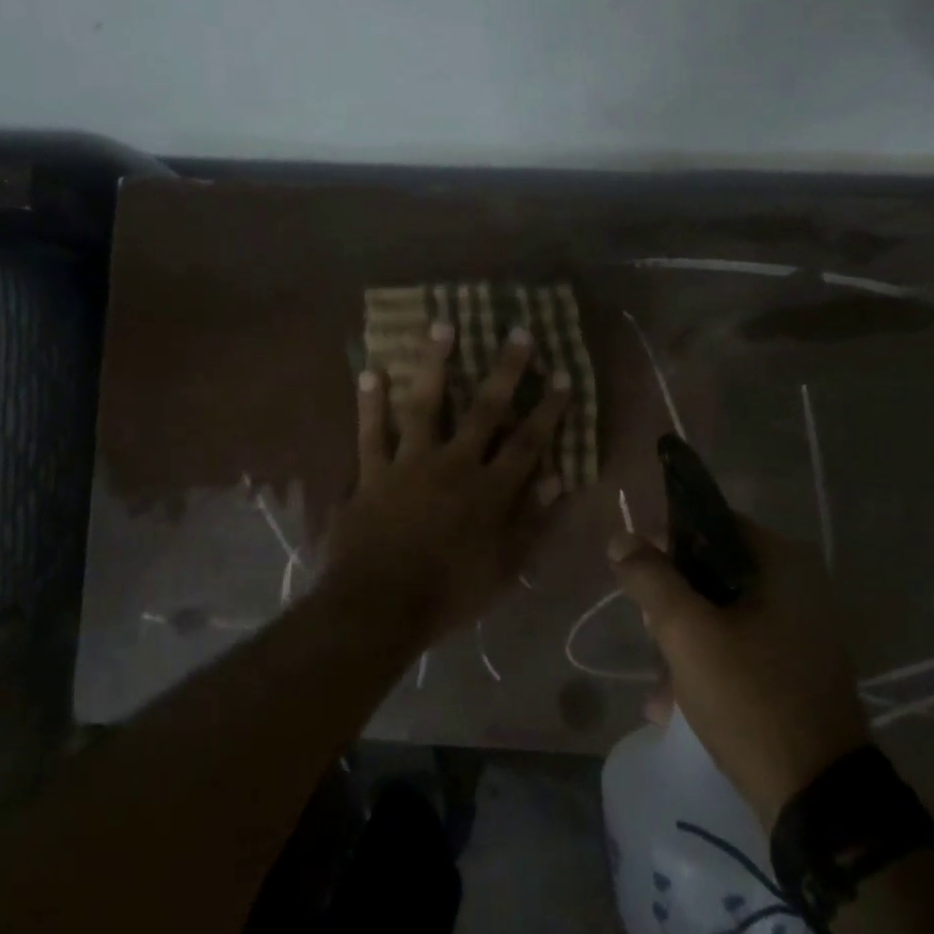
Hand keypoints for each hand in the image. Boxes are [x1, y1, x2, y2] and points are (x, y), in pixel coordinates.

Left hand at [326, 321, 570, 640]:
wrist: (379, 608)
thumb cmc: (449, 594)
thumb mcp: (504, 568)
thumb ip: (532, 521)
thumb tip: (558, 478)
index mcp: (489, 490)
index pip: (528, 442)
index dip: (548, 408)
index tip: (563, 375)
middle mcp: (454, 465)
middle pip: (484, 410)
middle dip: (505, 371)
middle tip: (519, 333)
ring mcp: (409, 465)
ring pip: (425, 405)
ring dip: (433, 364)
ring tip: (442, 326)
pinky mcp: (372, 473)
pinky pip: (370, 433)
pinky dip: (370, 404)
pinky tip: (370, 372)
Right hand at [610, 520, 870, 828]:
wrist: (817, 799)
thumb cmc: (750, 698)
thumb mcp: (687, 633)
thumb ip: (650, 578)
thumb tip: (622, 538)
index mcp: (781, 565)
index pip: (712, 524)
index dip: (667, 541)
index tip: (636, 572)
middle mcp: (798, 590)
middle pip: (714, 574)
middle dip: (673, 605)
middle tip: (650, 634)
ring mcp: (800, 635)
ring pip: (722, 617)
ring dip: (683, 643)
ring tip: (658, 687)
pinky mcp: (795, 674)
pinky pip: (739, 652)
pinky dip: (707, 668)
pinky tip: (674, 706)